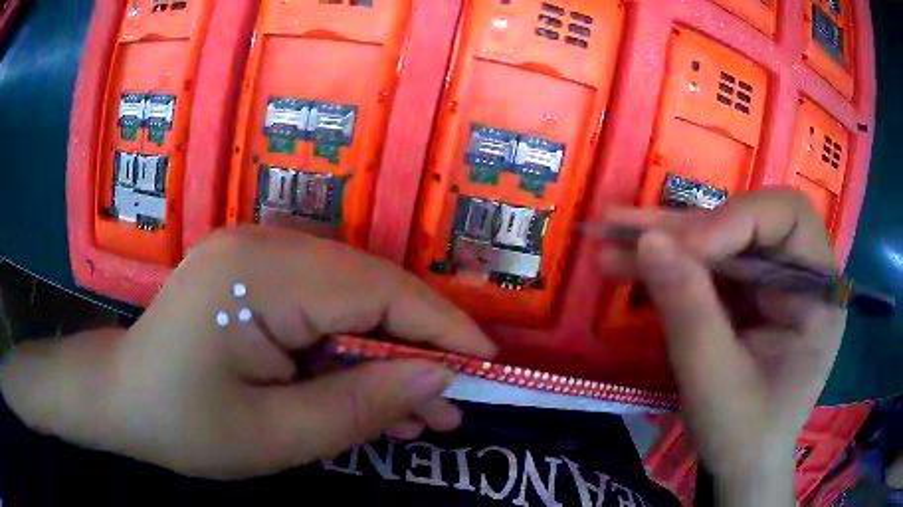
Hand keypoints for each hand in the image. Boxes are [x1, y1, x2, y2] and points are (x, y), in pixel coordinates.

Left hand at [1, 227, 495, 478]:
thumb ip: (360, 407)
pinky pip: (321, 309)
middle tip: (453, 402)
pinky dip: (350, 352)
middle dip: (418, 348)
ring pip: (349, 302)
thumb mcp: (276, 436)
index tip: (487, 362)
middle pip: (368, 292)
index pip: (376, 292)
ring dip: (386, 356)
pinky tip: (369, 391)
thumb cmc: (184, 424)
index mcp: (259, 274)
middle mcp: (264, 246)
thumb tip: (437, 379)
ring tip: (420, 411)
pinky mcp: (254, 276)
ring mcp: (257, 256)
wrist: (124, 400)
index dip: (439, 327)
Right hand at [598, 189, 845, 504]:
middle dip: (687, 228)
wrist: (740, 468)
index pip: (787, 220)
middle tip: (625, 228)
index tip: (679, 248)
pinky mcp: (747, 296)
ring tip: (612, 237)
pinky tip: (629, 264)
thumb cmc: (743, 436)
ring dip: (667, 241)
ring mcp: (772, 284)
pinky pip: (708, 267)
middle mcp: (800, 276)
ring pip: (721, 240)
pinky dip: (669, 265)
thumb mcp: (716, 383)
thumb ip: (689, 311)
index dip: (735, 221)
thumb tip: (647, 241)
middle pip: (748, 223)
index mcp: (818, 294)